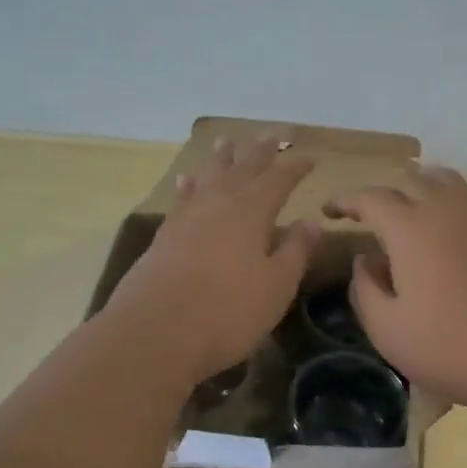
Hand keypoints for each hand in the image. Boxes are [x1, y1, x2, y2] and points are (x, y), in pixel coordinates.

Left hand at [107, 136, 318, 382]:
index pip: (279, 180)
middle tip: (273, 133)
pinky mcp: (164, 237)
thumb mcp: (276, 286)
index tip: (311, 156)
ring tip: (226, 142)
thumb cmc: (227, 312)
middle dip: (260, 151)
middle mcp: (219, 205)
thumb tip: (312, 221)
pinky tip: (186, 181)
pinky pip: (181, 199)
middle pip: (243, 169)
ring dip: (221, 160)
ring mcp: (187, 219)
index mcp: (251, 213)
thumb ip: (295, 251)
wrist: (154, 334)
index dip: (295, 167)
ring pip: (208, 178)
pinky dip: (188, 186)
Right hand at [327, 166, 466, 413]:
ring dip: (421, 186)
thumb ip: (364, 288)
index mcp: (410, 227)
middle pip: (411, 179)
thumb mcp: (387, 329)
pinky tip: (452, 227)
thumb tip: (365, 259)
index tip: (330, 210)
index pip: (371, 198)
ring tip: (410, 208)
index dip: (346, 200)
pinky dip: (453, 202)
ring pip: (447, 181)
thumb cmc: (449, 347)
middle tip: (369, 214)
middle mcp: (446, 209)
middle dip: (384, 192)